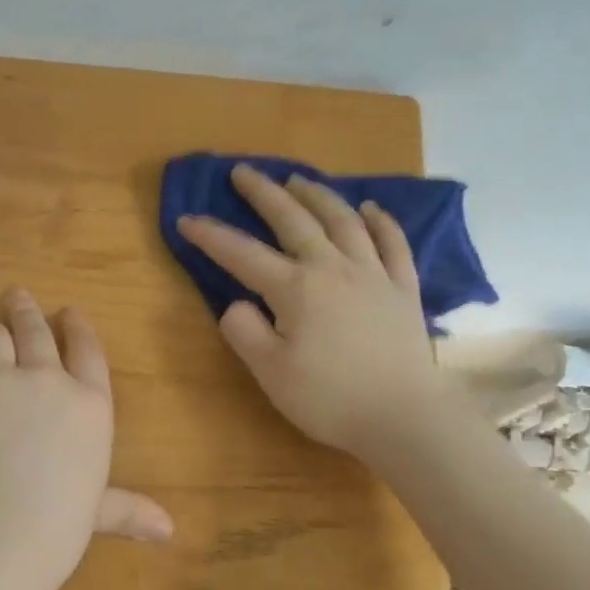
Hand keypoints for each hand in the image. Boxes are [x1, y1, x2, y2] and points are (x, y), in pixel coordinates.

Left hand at [0, 289, 170, 581]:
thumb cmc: (55, 529)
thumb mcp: (96, 512)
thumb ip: (128, 509)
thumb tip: (169, 530)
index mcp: (89, 404)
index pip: (86, 349)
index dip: (78, 326)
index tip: (70, 311)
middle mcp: (46, 380)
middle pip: (35, 329)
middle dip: (27, 310)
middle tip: (18, 296)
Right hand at [177, 164, 464, 459]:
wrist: (404, 417)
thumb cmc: (330, 399)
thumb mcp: (271, 373)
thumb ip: (245, 332)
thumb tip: (237, 303)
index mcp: (295, 288)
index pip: (242, 254)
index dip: (211, 236)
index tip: (186, 220)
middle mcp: (332, 268)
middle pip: (294, 219)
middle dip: (264, 193)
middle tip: (244, 172)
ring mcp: (372, 274)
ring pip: (342, 220)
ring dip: (317, 195)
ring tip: (298, 179)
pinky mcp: (403, 288)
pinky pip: (393, 243)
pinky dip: (381, 221)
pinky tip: (371, 208)